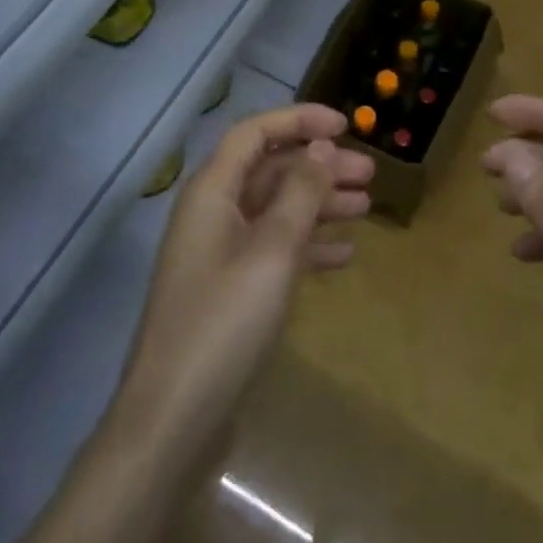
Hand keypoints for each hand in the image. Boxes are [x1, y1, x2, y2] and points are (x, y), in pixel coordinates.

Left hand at [116, 105, 373, 458]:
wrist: (172, 422)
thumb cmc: (223, 323)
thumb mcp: (272, 251)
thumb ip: (299, 193)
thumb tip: (320, 145)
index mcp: (212, 192)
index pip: (255, 132)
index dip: (299, 120)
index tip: (346, 125)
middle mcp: (213, 213)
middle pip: (271, 170)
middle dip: (319, 166)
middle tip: (370, 174)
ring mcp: (221, 254)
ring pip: (277, 210)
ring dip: (320, 203)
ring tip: (366, 207)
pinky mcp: (230, 290)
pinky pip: (275, 249)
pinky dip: (308, 245)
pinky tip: (344, 254)